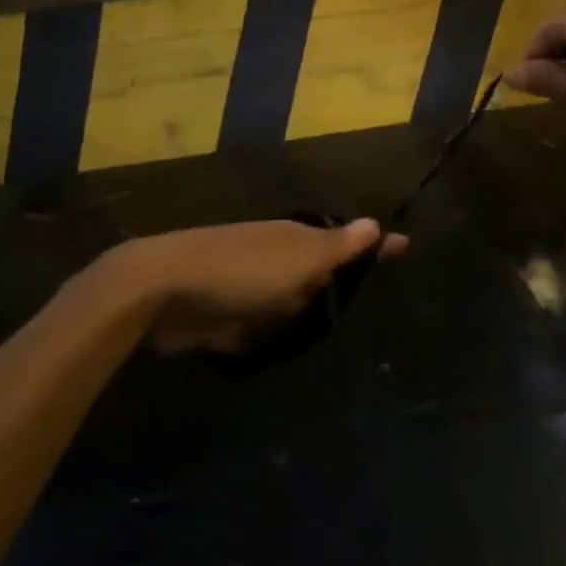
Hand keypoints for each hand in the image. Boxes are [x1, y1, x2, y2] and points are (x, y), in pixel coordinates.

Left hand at [98, 219, 405, 353]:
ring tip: (332, 323)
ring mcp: (249, 282)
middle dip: (340, 278)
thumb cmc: (240, 272)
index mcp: (296, 238)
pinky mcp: (226, 311)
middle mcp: (276, 254)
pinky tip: (281, 342)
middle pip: (319, 269)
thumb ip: (337, 248)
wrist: (160, 290)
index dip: (374, 248)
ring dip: (305, 308)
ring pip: (291, 297)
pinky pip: (261, 321)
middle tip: (369, 293)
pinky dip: (271, 329)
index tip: (404, 247)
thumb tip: (376, 223)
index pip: (348, 241)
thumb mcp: (297, 260)